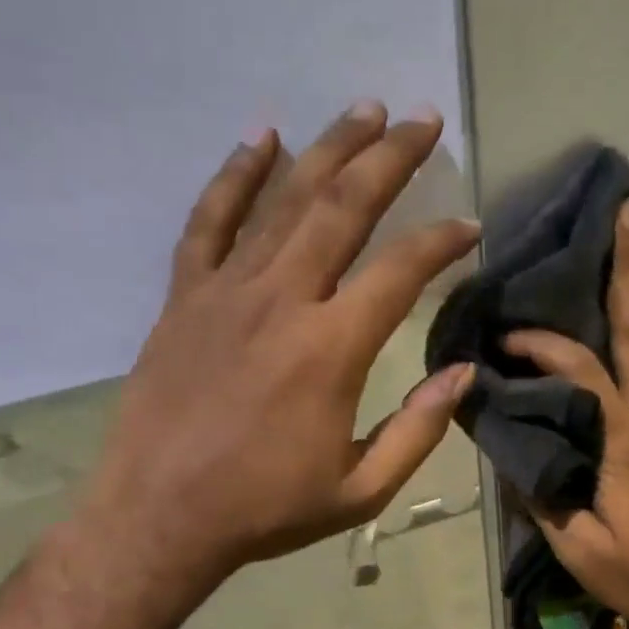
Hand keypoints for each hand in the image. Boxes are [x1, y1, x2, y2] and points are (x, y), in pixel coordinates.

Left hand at [60, 101, 478, 619]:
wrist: (158, 518)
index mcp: (332, 349)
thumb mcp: (362, 489)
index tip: (469, 226)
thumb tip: (465, 372)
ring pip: (284, 201)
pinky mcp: (185, 297)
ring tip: (363, 111)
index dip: (442, 241)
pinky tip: (261, 138)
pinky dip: (235, 176)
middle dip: (390, 157)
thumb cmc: (266, 509)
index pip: (401, 271)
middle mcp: (283, 301)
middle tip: (422, 119)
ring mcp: (226, 292)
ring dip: (328, 149)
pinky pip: (209, 221)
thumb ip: (420, 428)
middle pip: (344, 207)